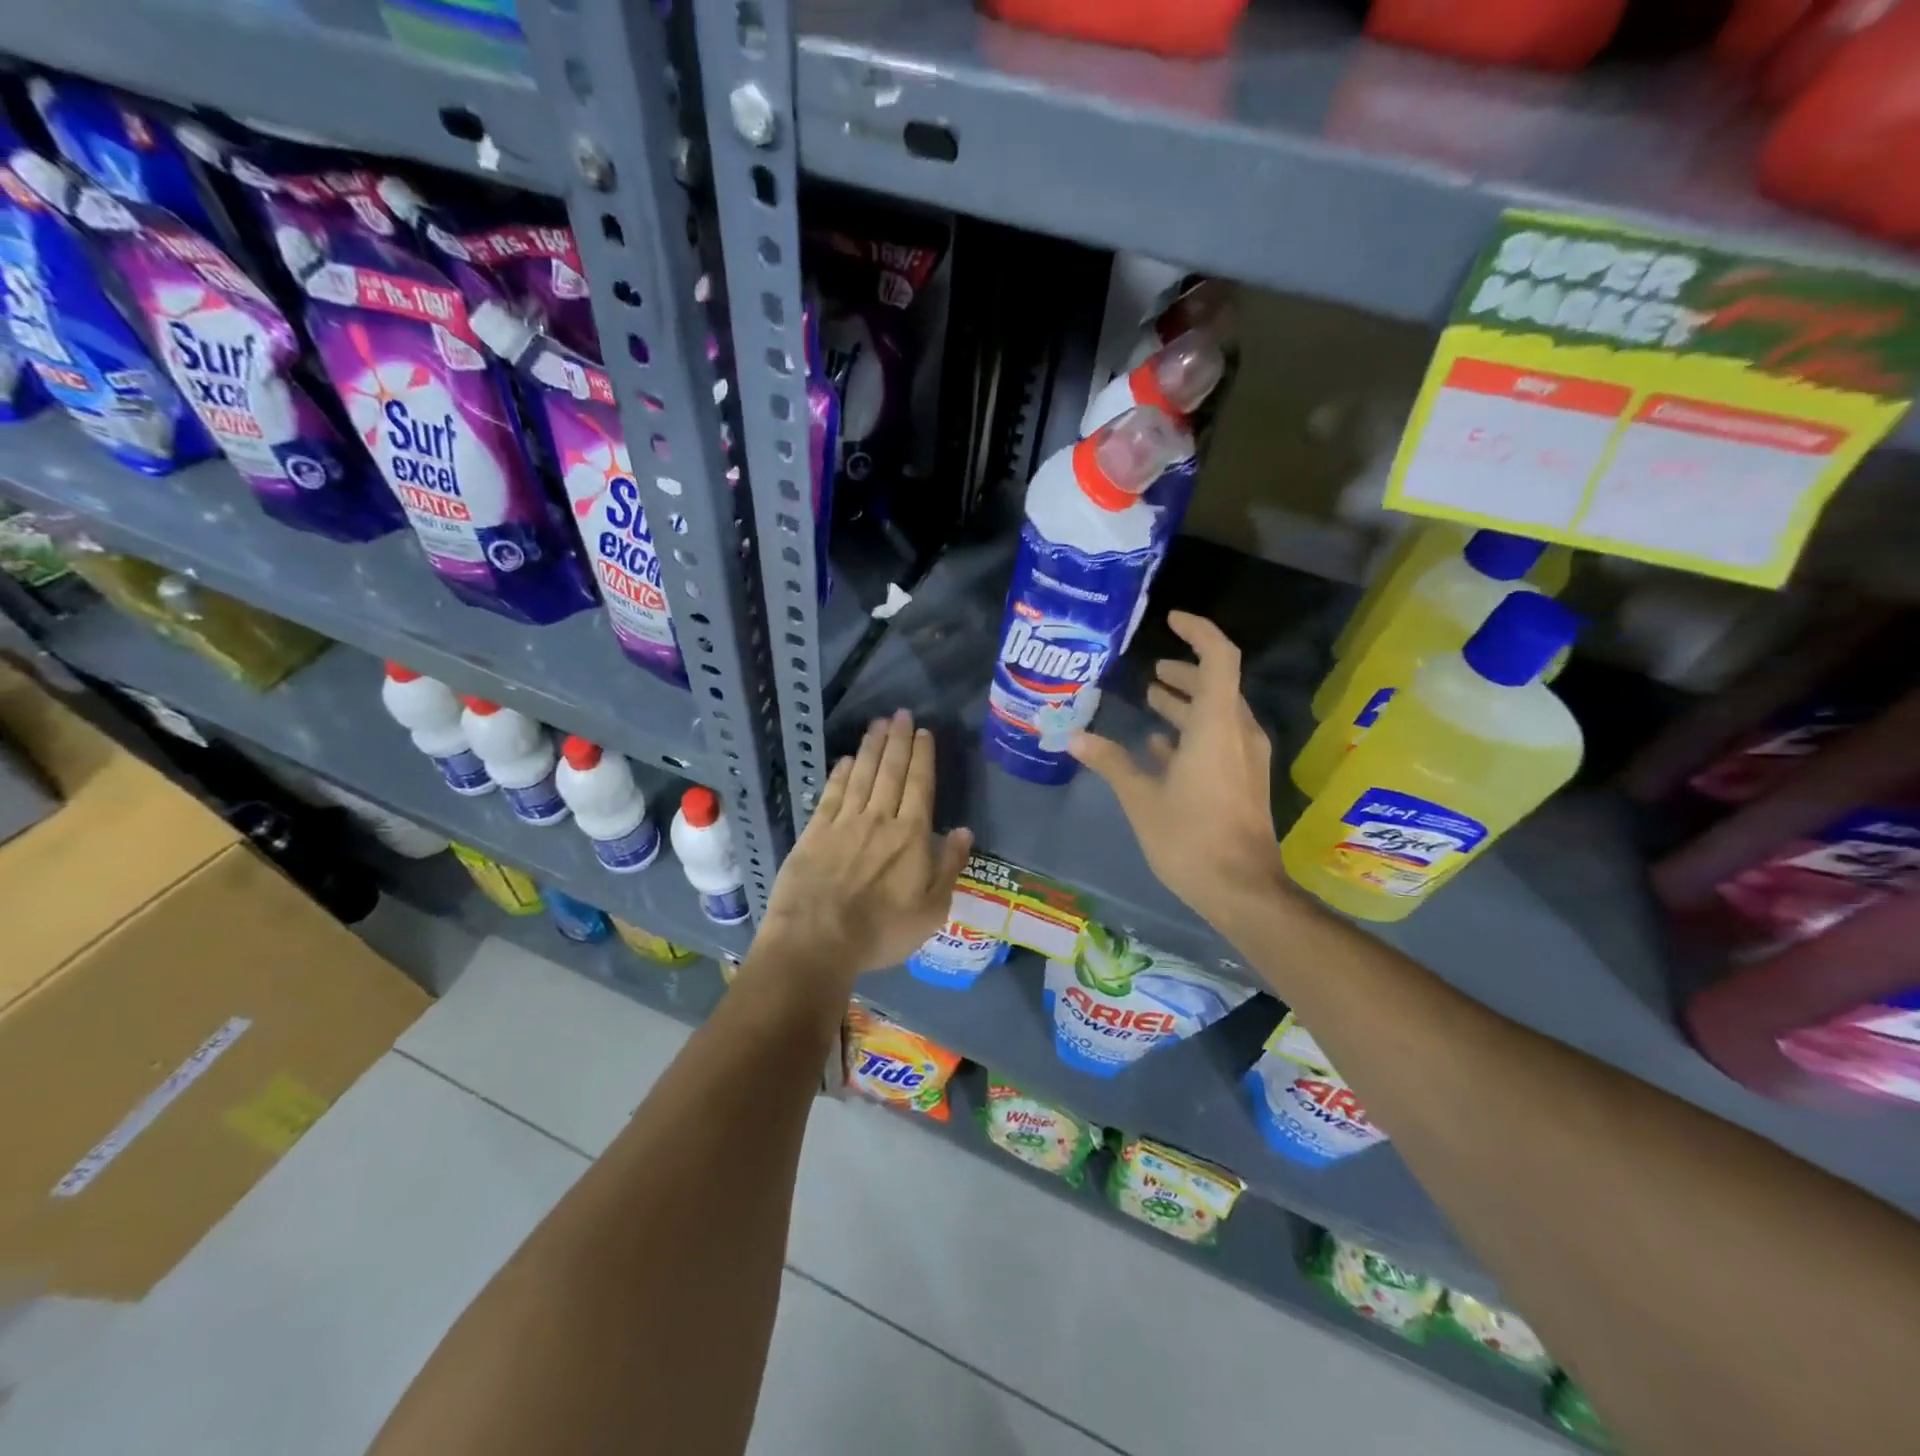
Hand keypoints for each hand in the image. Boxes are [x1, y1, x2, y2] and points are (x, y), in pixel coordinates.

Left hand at [758, 710, 973, 985]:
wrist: (817, 940)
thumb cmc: (881, 931)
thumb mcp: (931, 910)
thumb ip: (949, 867)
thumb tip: (964, 831)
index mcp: (910, 836)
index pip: (920, 785)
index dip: (922, 756)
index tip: (924, 732)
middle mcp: (878, 819)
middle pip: (891, 771)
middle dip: (898, 740)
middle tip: (901, 714)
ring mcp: (844, 823)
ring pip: (862, 775)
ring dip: (871, 748)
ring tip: (878, 724)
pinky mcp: (815, 832)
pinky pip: (831, 794)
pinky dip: (840, 773)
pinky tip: (846, 759)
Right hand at [1069, 612, 1283, 926]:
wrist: (1242, 889)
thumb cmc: (1190, 838)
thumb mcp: (1141, 798)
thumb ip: (1110, 761)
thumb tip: (1074, 736)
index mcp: (1216, 725)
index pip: (1218, 657)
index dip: (1197, 632)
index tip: (1170, 621)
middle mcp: (1238, 732)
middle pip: (1217, 684)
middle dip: (1185, 672)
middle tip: (1151, 671)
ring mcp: (1245, 758)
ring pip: (1218, 713)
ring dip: (1187, 703)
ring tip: (1152, 699)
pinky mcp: (1244, 780)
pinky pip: (1220, 740)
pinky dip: (1193, 733)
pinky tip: (1161, 747)